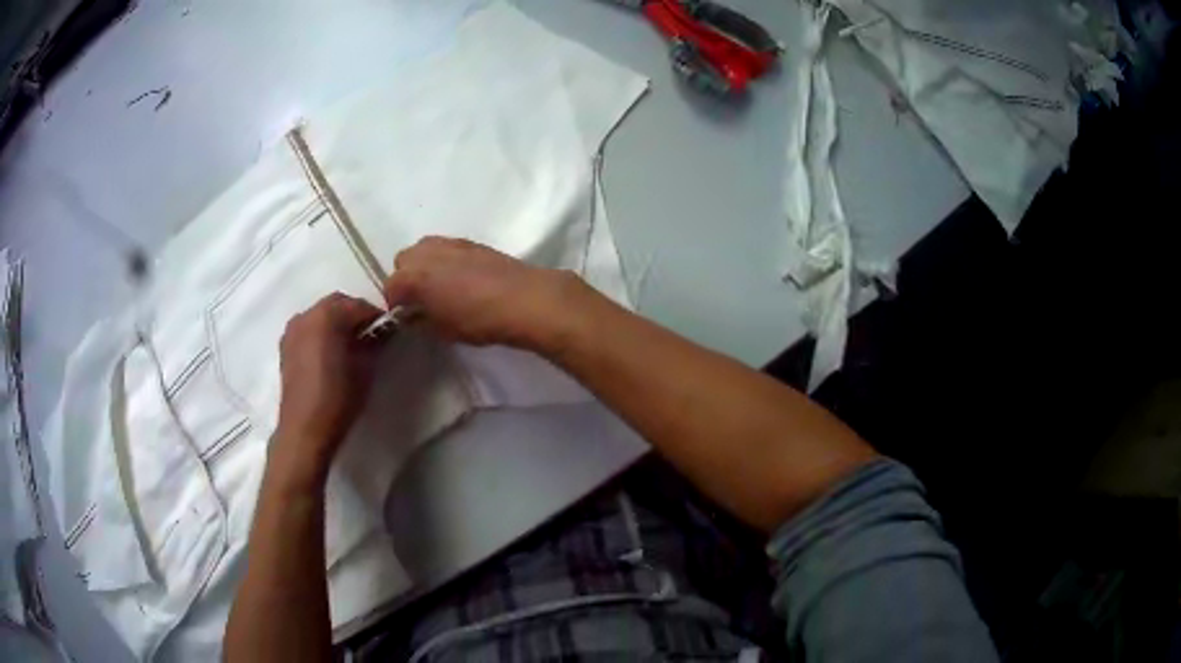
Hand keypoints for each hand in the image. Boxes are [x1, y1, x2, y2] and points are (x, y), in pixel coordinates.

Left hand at [272, 293, 382, 484]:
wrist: (304, 429)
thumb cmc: (338, 398)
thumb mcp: (365, 369)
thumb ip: (375, 343)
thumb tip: (384, 330)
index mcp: (326, 315)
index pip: (359, 305)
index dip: (376, 317)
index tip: (388, 331)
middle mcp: (306, 315)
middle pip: (337, 304)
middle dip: (354, 315)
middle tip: (371, 336)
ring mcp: (292, 330)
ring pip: (320, 315)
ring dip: (336, 323)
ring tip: (350, 346)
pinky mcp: (285, 347)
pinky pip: (308, 329)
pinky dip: (321, 334)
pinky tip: (331, 354)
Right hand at [383, 236, 586, 350]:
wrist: (522, 299)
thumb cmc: (477, 320)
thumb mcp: (442, 330)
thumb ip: (420, 320)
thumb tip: (411, 316)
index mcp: (412, 277)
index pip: (390, 288)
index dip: (396, 304)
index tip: (407, 317)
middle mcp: (424, 253)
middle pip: (403, 261)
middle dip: (406, 278)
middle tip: (421, 299)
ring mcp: (448, 243)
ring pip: (423, 249)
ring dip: (424, 265)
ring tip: (439, 285)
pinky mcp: (469, 241)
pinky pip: (444, 247)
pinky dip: (443, 259)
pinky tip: (459, 276)